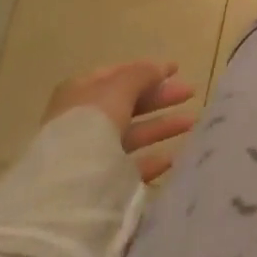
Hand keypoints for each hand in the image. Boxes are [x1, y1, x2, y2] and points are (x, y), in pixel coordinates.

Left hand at [44, 61, 195, 182]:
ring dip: (161, 126)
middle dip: (160, 98)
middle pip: (128, 103)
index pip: (118, 75)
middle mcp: (83, 120)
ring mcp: (89, 154)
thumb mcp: (119, 87)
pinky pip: (129, 166)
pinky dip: (151, 159)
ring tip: (191, 123)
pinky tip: (172, 157)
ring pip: (132, 134)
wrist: (65, 188)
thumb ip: (142, 74)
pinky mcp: (98, 184)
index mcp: (81, 92)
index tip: (176, 70)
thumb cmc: (90, 124)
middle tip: (190, 93)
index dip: (147, 70)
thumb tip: (161, 68)